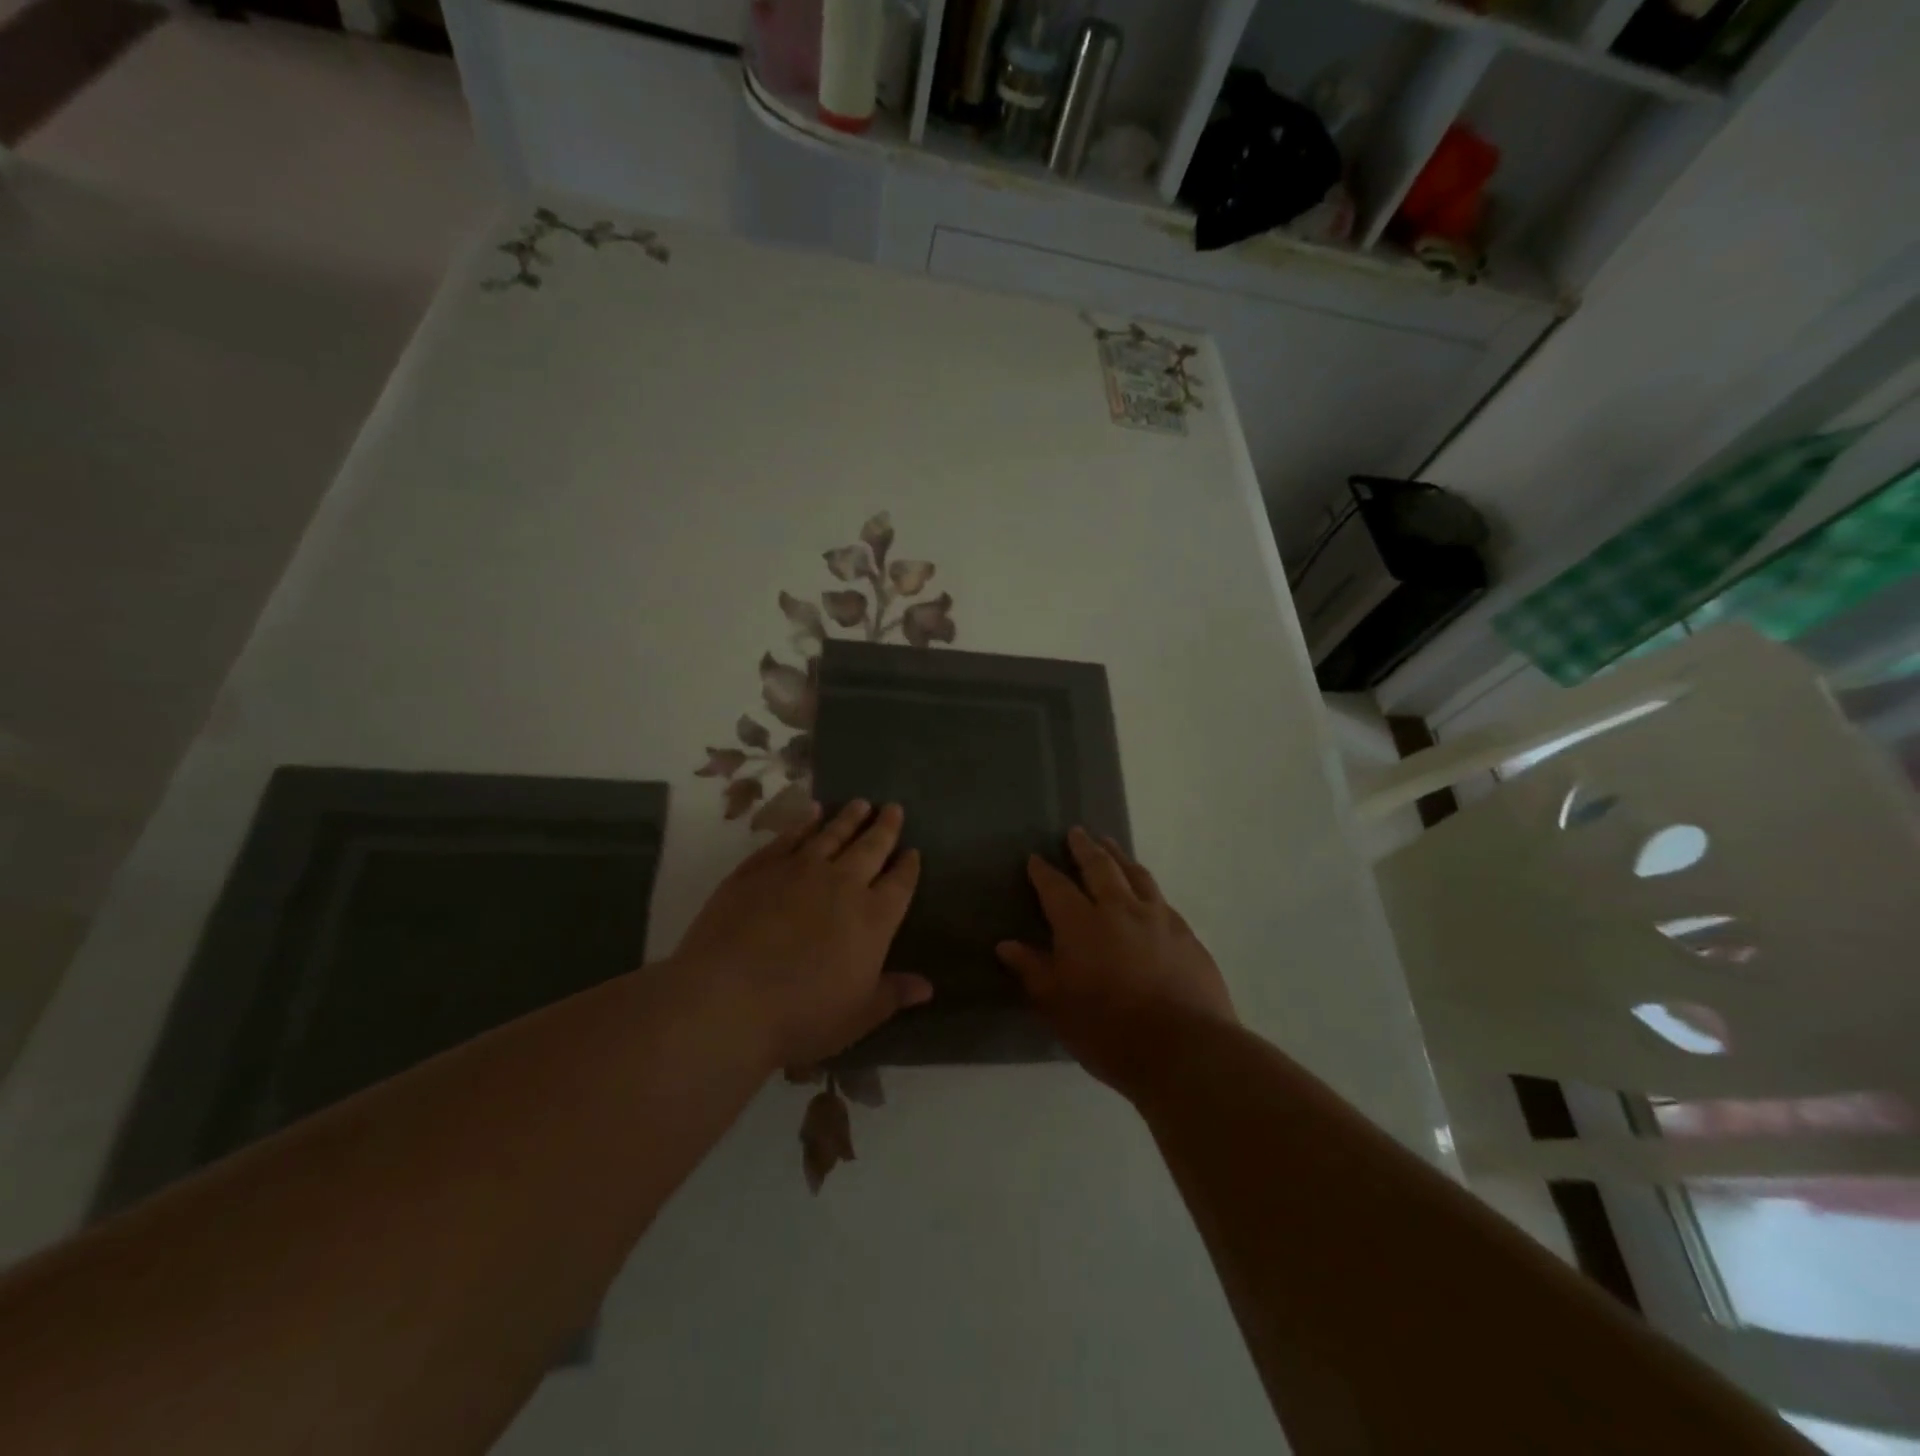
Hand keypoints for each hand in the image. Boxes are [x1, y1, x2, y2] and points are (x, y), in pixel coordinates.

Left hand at [674, 800, 930, 1070]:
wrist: (727, 999)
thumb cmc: (801, 1016)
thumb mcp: (857, 1016)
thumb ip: (893, 994)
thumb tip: (927, 987)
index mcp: (873, 918)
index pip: (900, 884)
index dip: (908, 867)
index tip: (913, 851)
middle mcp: (843, 884)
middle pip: (871, 848)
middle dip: (885, 828)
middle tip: (893, 808)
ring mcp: (799, 871)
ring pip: (832, 834)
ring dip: (849, 818)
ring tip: (860, 803)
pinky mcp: (760, 868)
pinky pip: (789, 837)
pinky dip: (804, 822)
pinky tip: (812, 813)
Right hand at [997, 827, 1234, 1095]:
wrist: (1184, 1049)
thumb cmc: (1108, 1031)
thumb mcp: (1057, 1006)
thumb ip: (1033, 970)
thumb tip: (1006, 945)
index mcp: (1081, 924)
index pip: (1056, 888)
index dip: (1043, 872)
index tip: (1035, 858)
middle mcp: (1119, 910)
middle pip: (1100, 867)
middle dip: (1085, 848)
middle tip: (1077, 832)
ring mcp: (1158, 919)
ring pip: (1136, 875)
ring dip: (1120, 857)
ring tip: (1111, 845)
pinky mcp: (1186, 935)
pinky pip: (1161, 899)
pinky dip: (1147, 887)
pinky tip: (1148, 893)